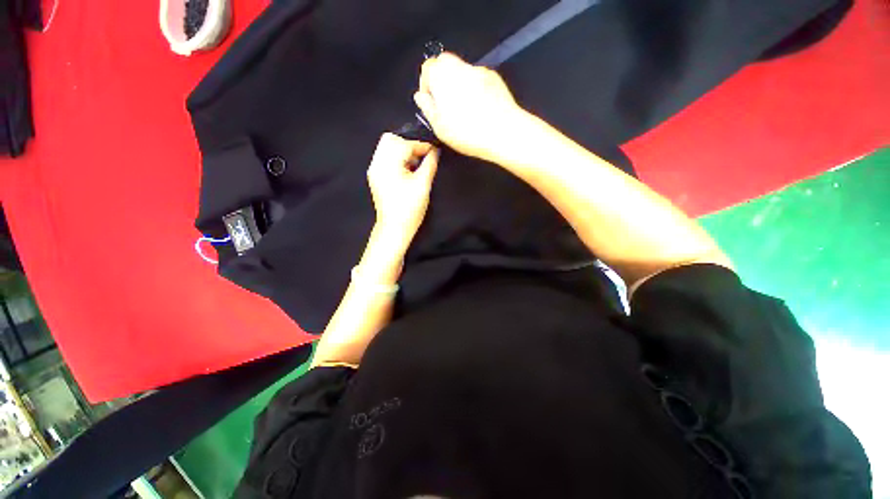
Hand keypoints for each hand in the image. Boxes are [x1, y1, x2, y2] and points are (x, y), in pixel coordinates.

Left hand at [366, 133, 439, 248]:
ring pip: (387, 148)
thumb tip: (435, 151)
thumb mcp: (423, 185)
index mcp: (388, 165)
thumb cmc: (409, 209)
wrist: (394, 228)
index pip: (404, 144)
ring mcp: (374, 171)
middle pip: (390, 140)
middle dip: (409, 145)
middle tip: (422, 157)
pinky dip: (397, 159)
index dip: (421, 145)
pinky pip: (385, 159)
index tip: (433, 151)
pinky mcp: (376, 178)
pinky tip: (408, 171)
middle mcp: (377, 164)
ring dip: (403, 152)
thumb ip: (430, 164)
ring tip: (416, 165)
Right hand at [414, 52, 525, 162]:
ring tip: (464, 111)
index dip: (426, 84)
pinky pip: (478, 79)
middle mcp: (460, 68)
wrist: (503, 132)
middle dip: (442, 81)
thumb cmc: (469, 132)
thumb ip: (427, 108)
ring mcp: (479, 71)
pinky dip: (474, 89)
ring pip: (462, 72)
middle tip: (445, 105)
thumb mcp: (440, 127)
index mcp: (442, 77)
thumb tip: (421, 97)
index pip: (428, 68)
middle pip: (445, 64)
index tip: (431, 100)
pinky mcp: (493, 78)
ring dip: (458, 86)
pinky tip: (478, 109)